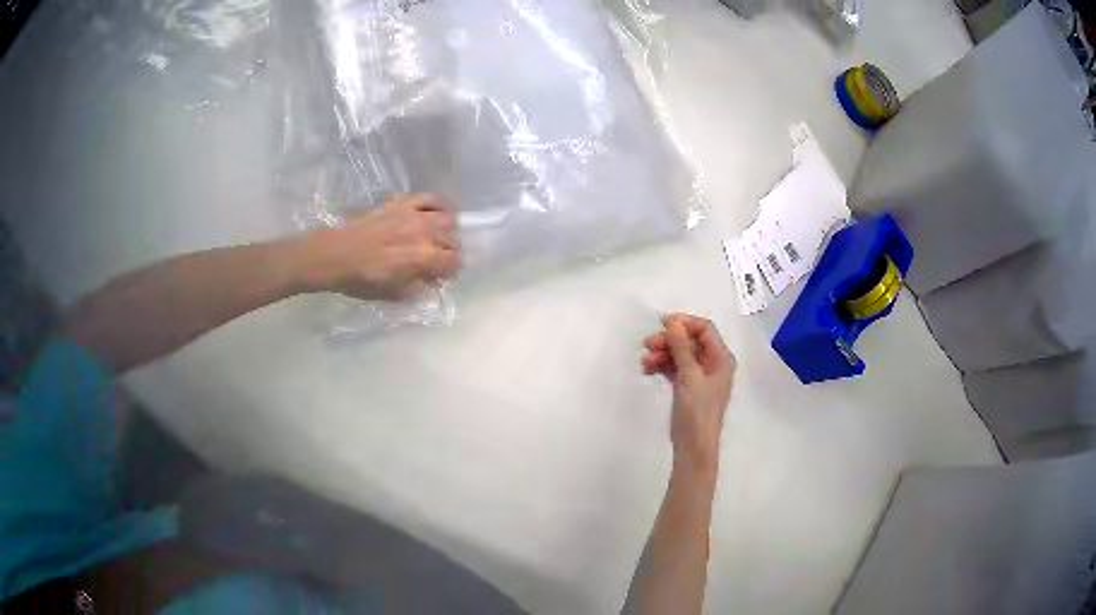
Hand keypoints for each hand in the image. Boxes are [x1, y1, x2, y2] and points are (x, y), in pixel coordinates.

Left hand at [295, 193, 460, 300]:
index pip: (454, 262)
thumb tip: (432, 279)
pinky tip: (438, 212)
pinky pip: (428, 197)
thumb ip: (418, 286)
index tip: (444, 276)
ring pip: (447, 217)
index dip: (452, 271)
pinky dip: (439, 204)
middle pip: (453, 238)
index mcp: (423, 257)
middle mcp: (423, 232)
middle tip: (441, 259)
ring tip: (442, 236)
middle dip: (451, 251)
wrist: (335, 255)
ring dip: (449, 228)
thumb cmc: (361, 279)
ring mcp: (413, 214)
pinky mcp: (401, 203)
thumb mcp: (393, 294)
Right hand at [642, 314, 735, 472]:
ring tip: (645, 362)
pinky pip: (675, 368)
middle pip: (690, 341)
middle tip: (647, 344)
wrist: (693, 446)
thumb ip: (681, 347)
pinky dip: (662, 366)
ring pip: (680, 355)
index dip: (684, 323)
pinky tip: (648, 370)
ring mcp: (700, 376)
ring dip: (663, 354)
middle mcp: (713, 364)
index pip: (705, 329)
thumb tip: (673, 323)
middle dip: (669, 340)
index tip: (661, 323)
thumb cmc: (697, 410)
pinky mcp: (688, 387)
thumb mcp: (689, 376)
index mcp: (721, 358)